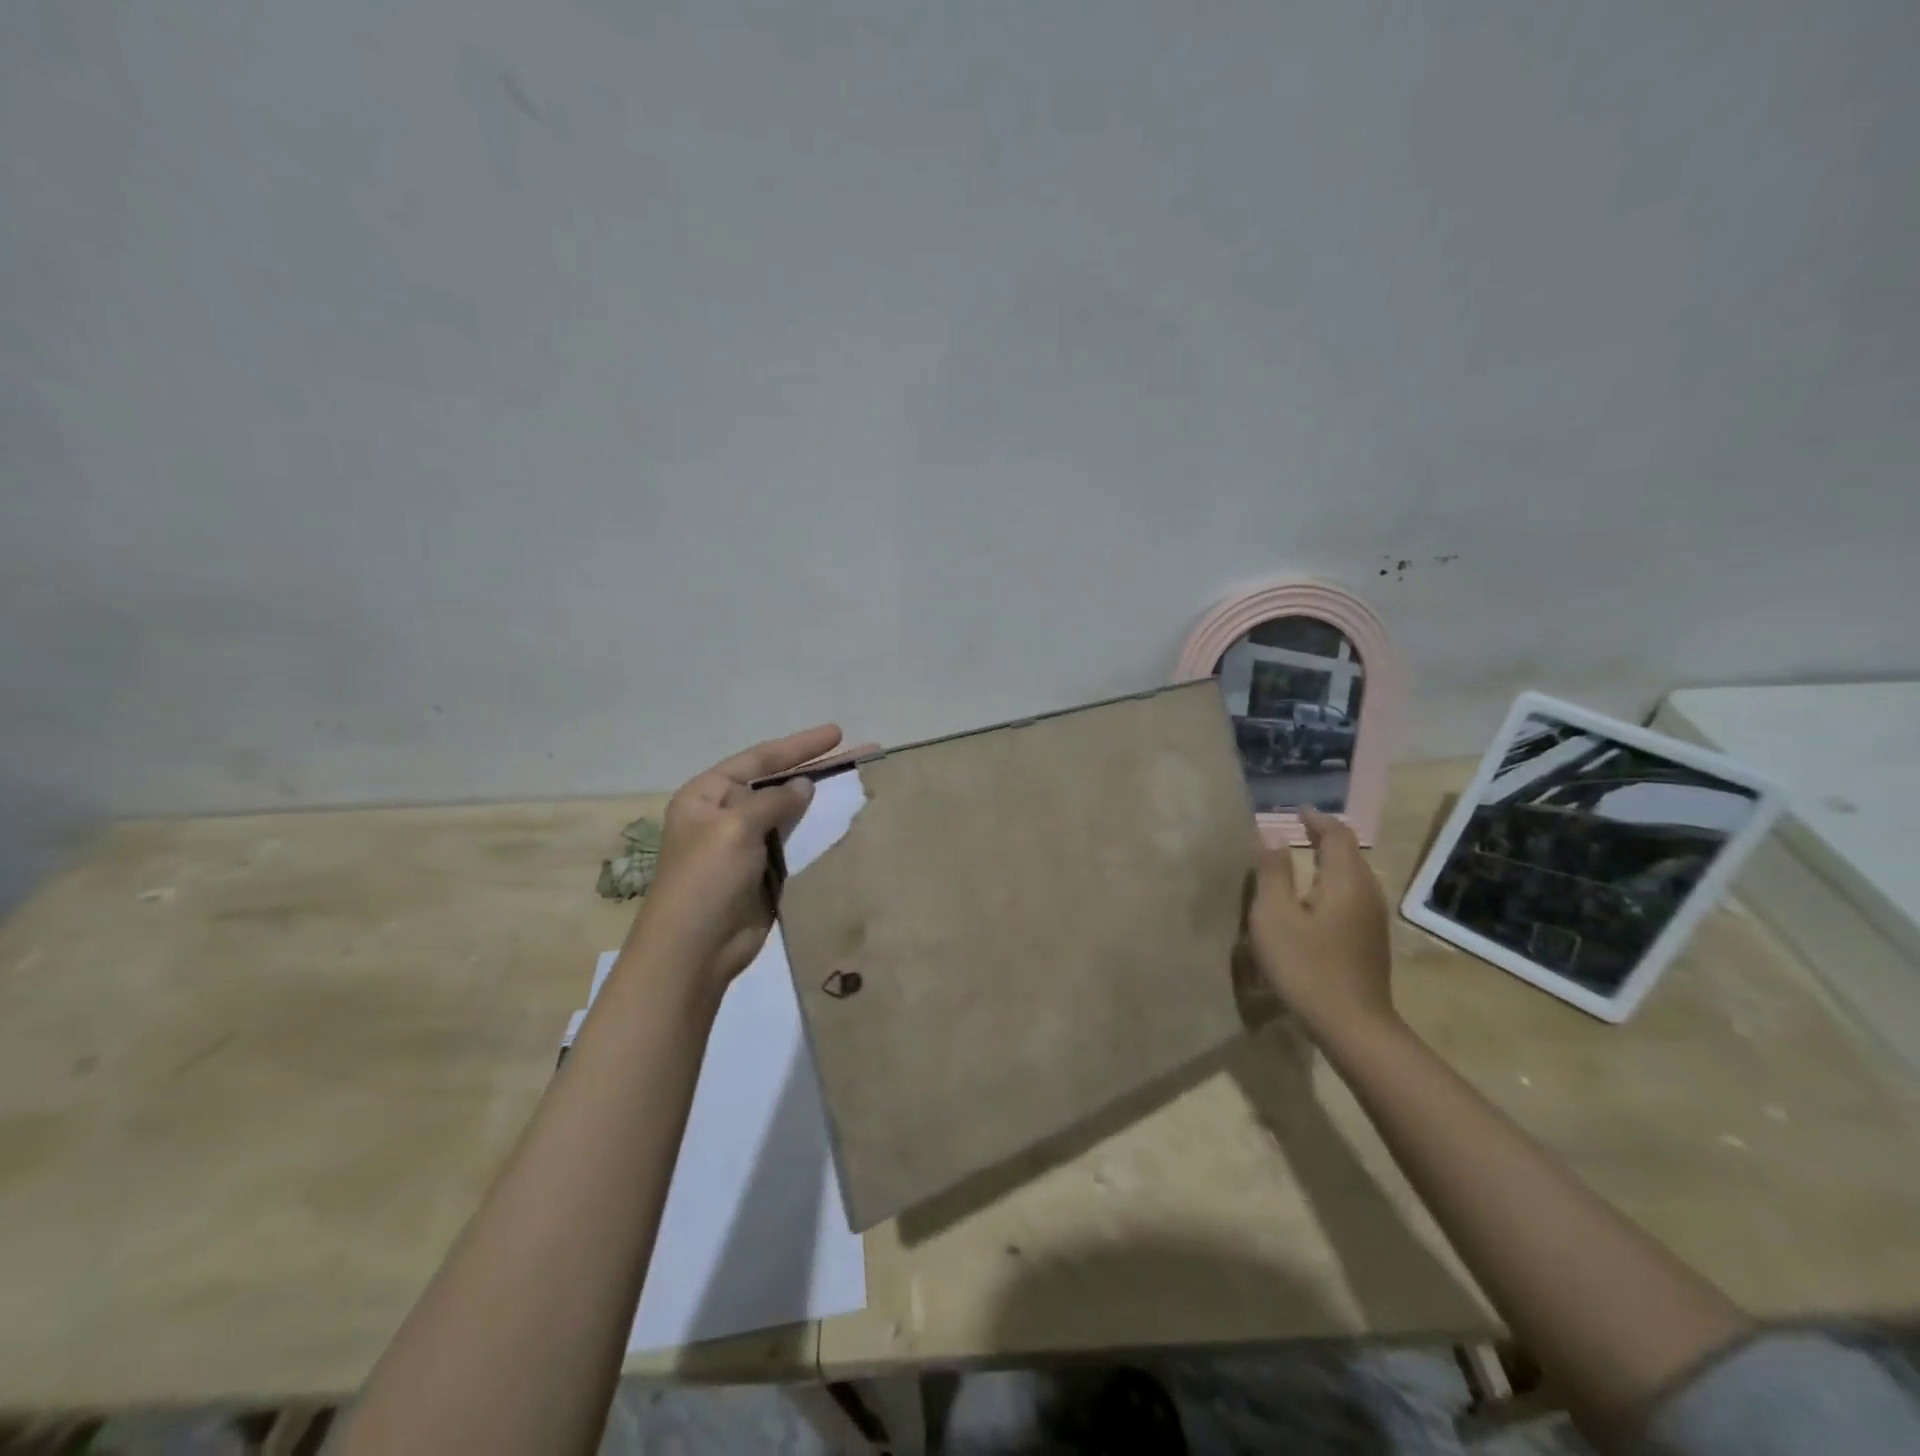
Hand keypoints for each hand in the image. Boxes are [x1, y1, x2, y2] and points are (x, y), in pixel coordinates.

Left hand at [627, 725, 846, 997]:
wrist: (695, 951)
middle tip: (862, 755)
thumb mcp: (735, 828)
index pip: (759, 759)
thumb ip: (773, 802)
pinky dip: (820, 834)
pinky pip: (797, 844)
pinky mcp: (766, 873)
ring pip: (792, 814)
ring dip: (823, 802)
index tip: (837, 733)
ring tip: (862, 786)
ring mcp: (747, 845)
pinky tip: (848, 826)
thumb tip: (804, 786)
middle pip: (779, 783)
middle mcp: (727, 814)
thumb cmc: (706, 880)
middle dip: (818, 769)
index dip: (799, 746)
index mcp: (708, 795)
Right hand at [1246, 807, 1397, 1043]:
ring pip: (1354, 876)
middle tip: (1297, 830)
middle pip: (1349, 853)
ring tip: (1303, 859)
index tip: (1296, 811)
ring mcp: (1373, 919)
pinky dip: (1334, 883)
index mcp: (1345, 881)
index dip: (1316, 819)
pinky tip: (1315, 899)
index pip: (1336, 835)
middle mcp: (1366, 893)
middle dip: (1325, 837)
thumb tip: (1273, 835)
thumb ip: (1272, 872)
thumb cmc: (1306, 966)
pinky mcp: (1370, 940)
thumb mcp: (1275, 916)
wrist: (1353, 1026)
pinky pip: (1353, 895)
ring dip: (1330, 861)